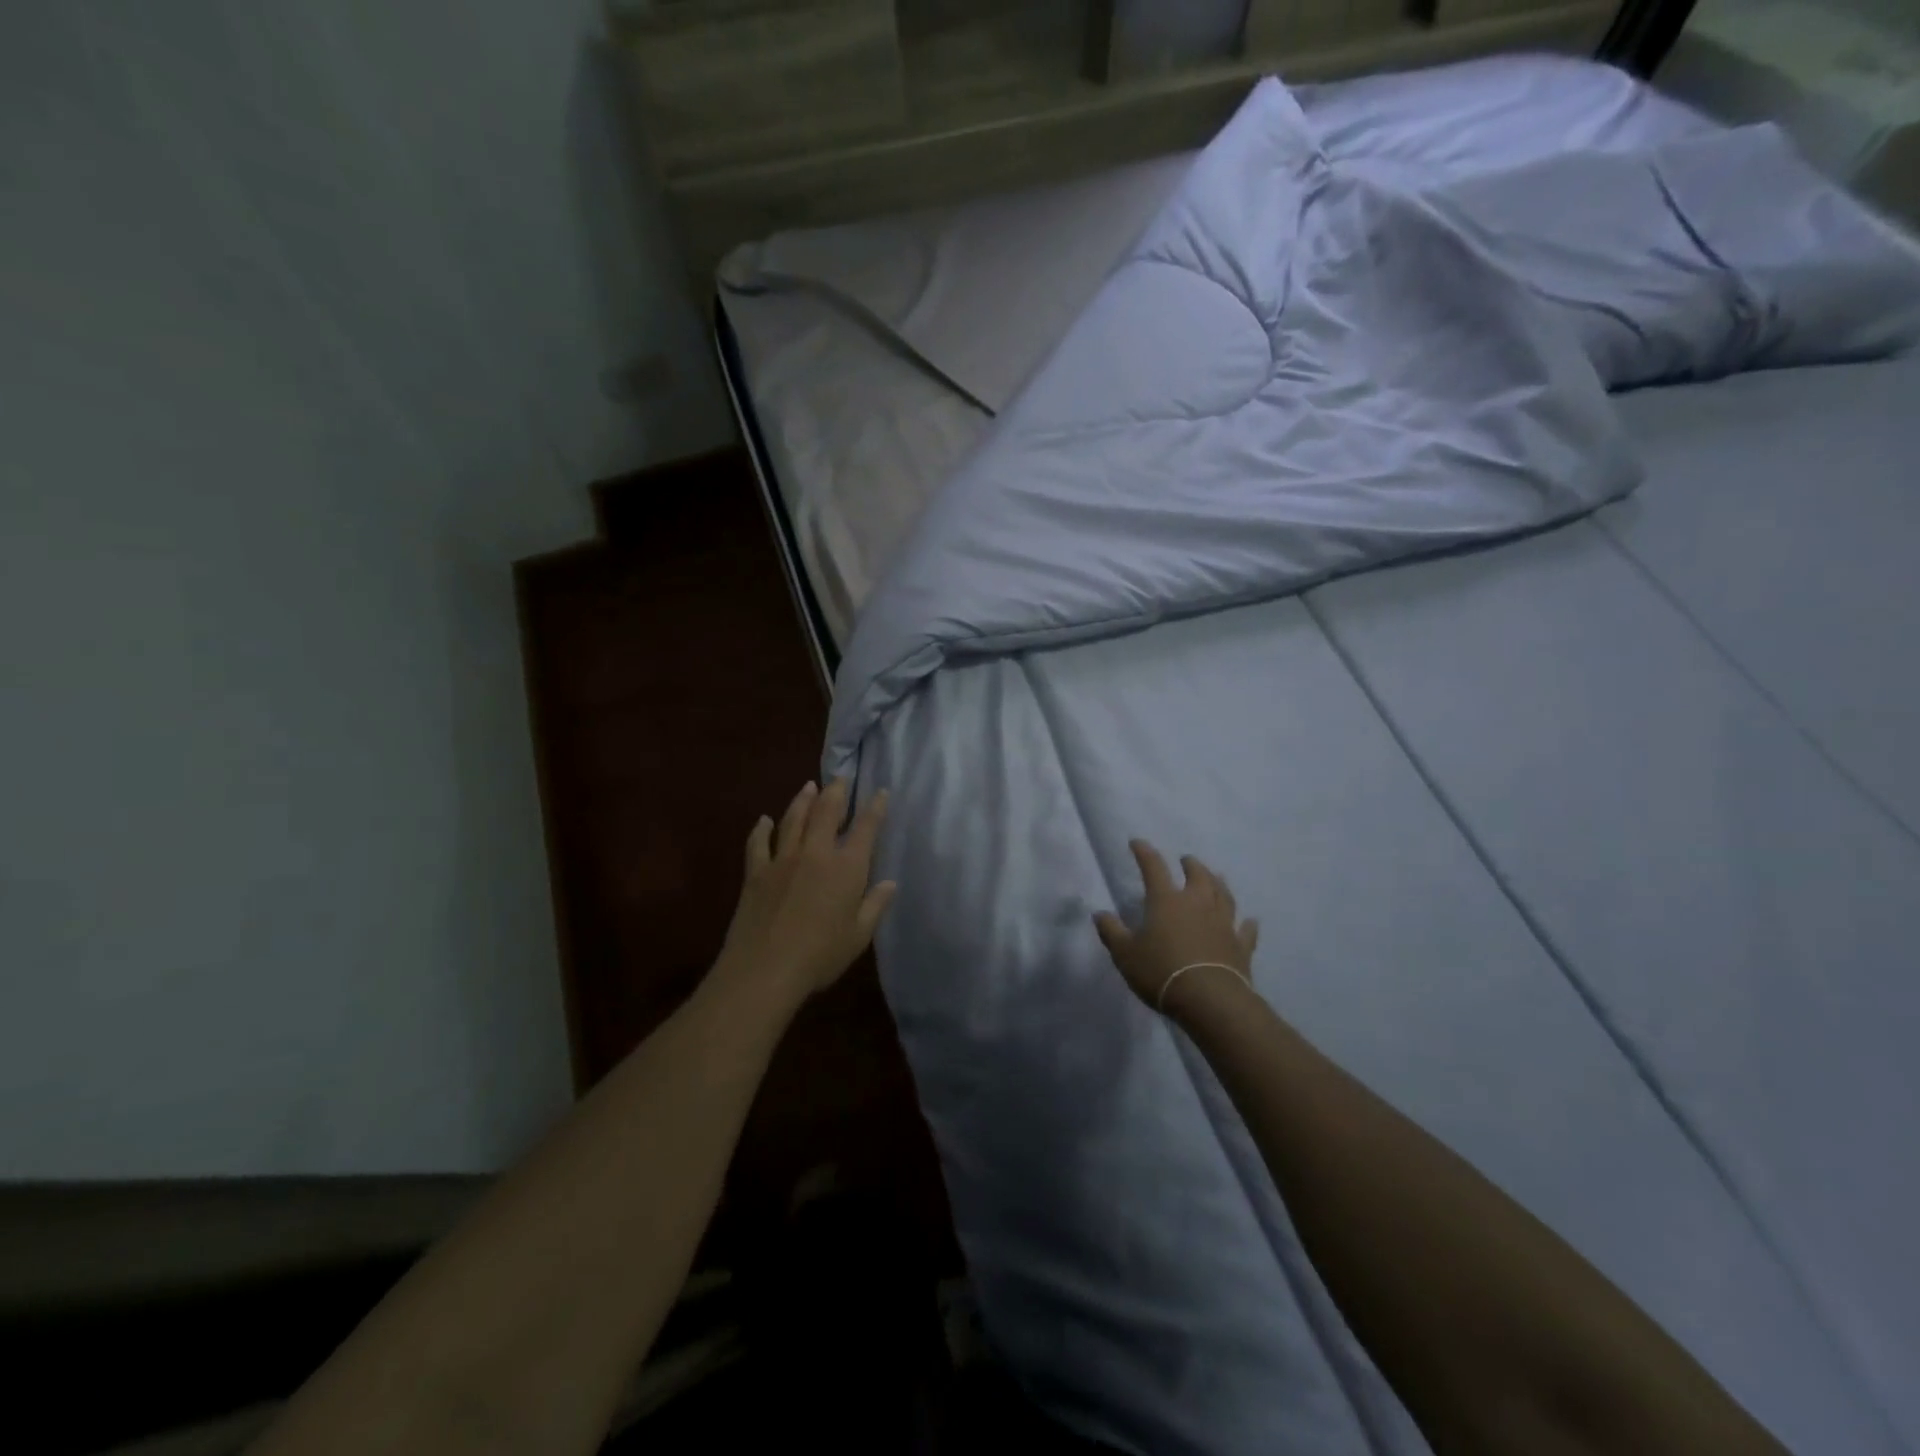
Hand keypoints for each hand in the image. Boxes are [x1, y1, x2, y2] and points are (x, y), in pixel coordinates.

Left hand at [714, 779, 896, 1009]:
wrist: (765, 969)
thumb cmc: (820, 956)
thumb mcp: (858, 935)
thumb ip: (875, 905)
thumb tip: (889, 883)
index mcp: (847, 868)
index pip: (866, 828)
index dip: (875, 808)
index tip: (880, 791)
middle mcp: (816, 853)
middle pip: (826, 812)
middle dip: (836, 792)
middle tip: (841, 777)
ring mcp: (782, 860)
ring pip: (793, 819)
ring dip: (802, 800)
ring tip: (809, 786)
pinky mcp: (756, 872)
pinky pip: (758, 843)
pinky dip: (762, 829)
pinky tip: (764, 820)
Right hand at [1094, 840, 1258, 1013]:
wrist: (1208, 999)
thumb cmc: (1161, 971)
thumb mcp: (1125, 954)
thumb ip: (1112, 931)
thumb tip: (1100, 913)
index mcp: (1166, 901)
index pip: (1153, 867)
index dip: (1144, 852)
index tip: (1137, 843)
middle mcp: (1197, 904)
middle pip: (1198, 876)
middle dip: (1191, 865)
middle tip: (1187, 860)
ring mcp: (1223, 923)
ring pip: (1224, 895)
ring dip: (1219, 884)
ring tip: (1216, 877)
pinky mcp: (1241, 945)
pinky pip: (1246, 930)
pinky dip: (1247, 923)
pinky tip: (1250, 920)